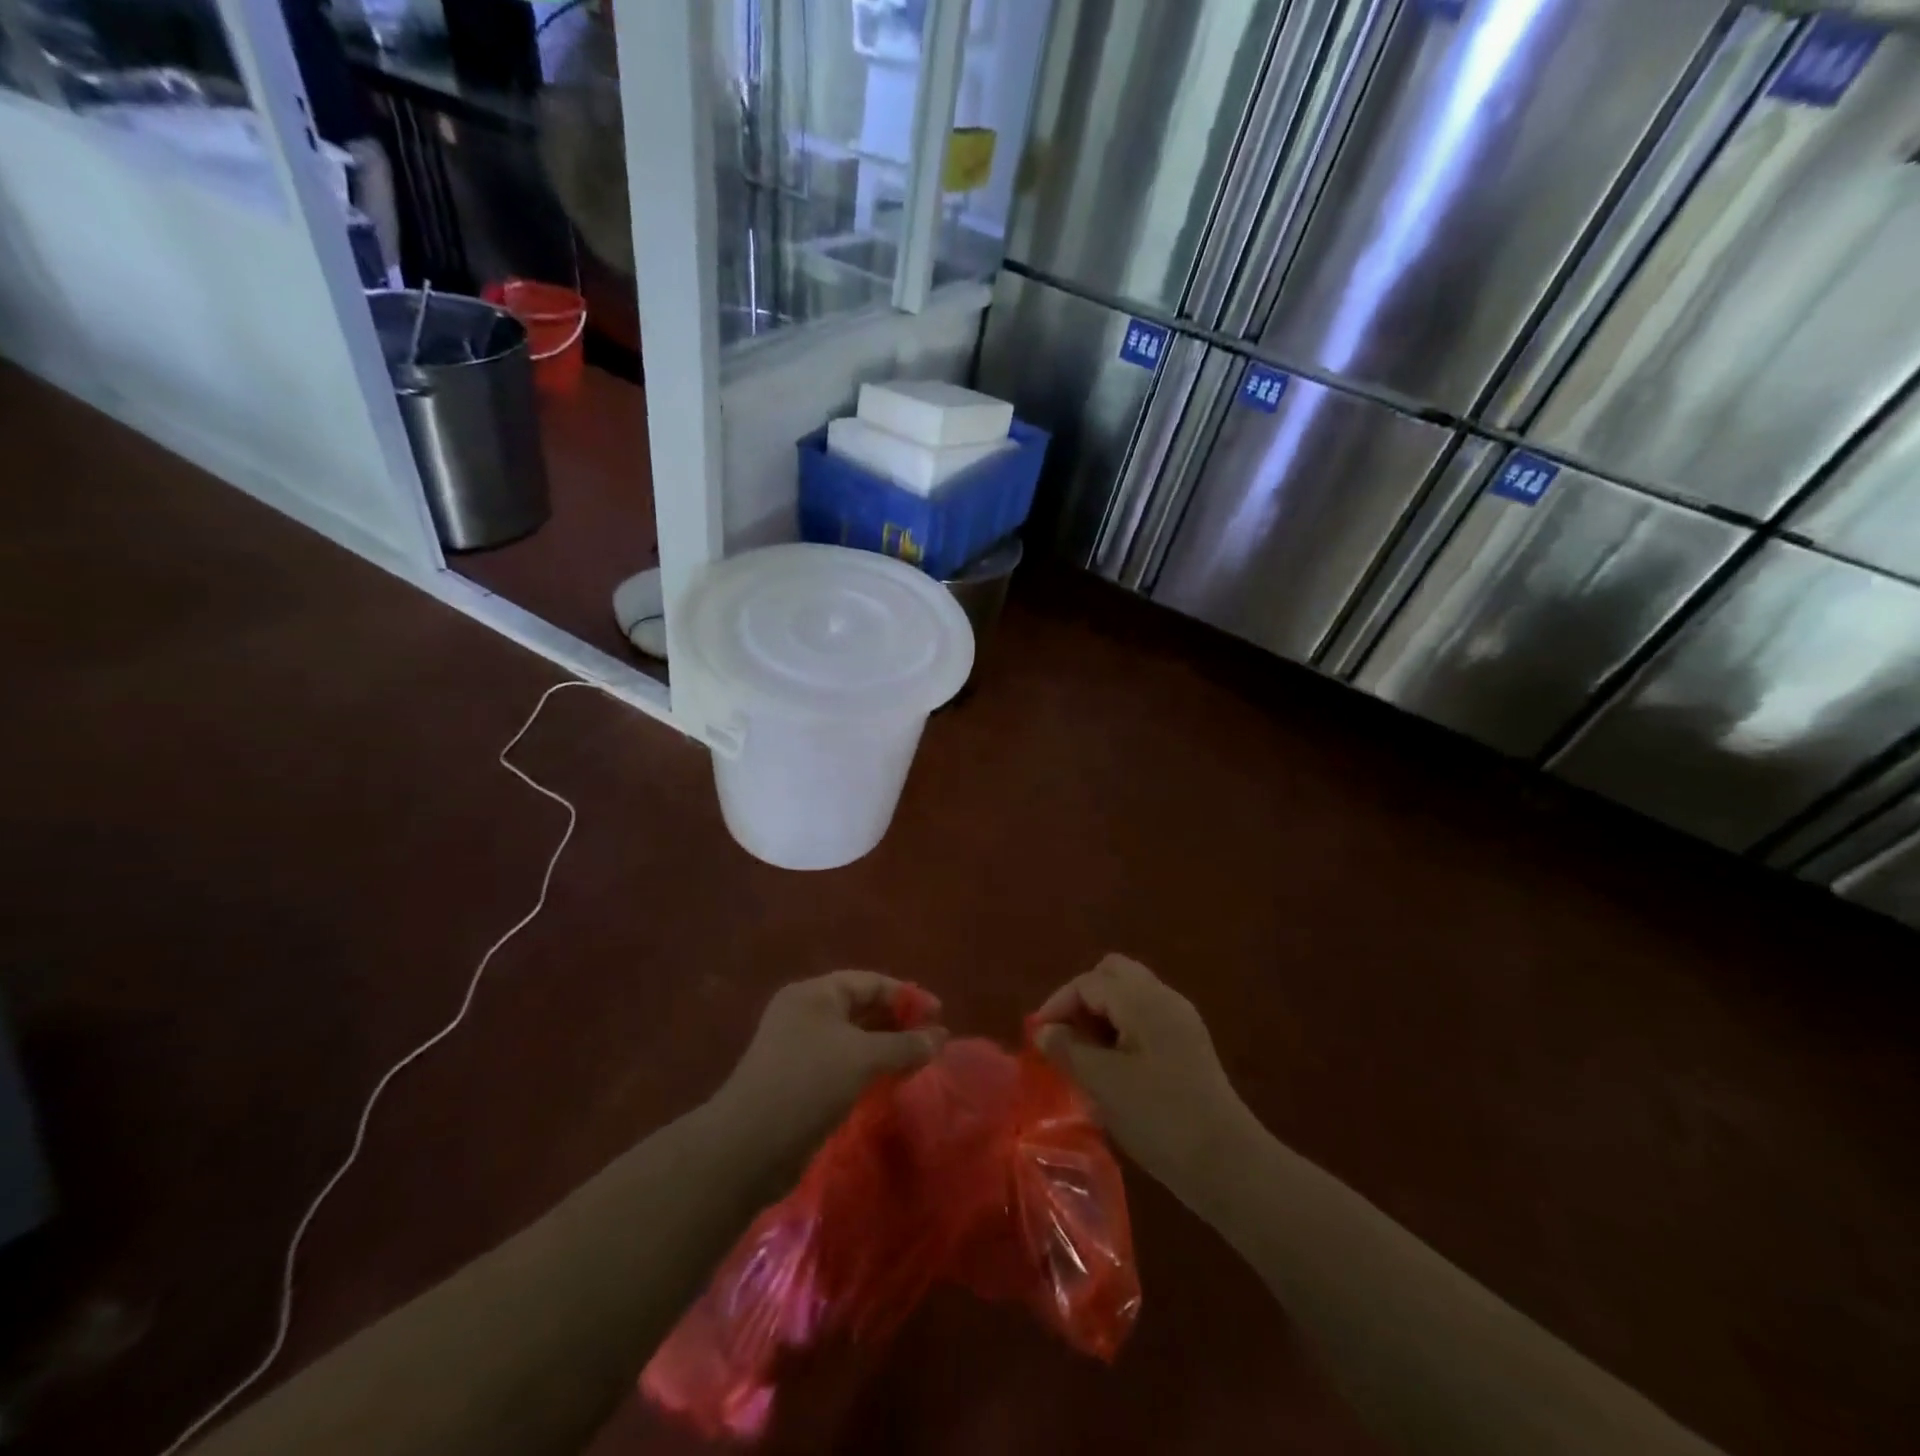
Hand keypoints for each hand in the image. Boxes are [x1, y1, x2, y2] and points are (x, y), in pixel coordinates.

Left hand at [716, 972, 946, 1151]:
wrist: (748, 1146)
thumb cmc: (808, 1084)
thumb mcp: (863, 1058)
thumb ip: (904, 1045)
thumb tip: (939, 1037)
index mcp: (815, 994)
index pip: (869, 982)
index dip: (907, 995)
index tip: (939, 1014)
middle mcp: (805, 1013)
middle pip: (861, 1007)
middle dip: (898, 1021)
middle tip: (932, 1038)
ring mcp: (798, 1047)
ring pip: (853, 1038)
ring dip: (885, 1046)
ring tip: (919, 1060)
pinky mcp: (798, 1080)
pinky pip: (842, 1062)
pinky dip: (868, 1067)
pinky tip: (891, 1081)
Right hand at [1033, 955, 1256, 1196]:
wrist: (1228, 1164)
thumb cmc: (1159, 1117)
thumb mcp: (1103, 1083)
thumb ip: (1067, 1049)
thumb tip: (1043, 1031)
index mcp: (1143, 999)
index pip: (1089, 982)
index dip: (1057, 1004)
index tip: (1037, 1038)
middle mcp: (1164, 998)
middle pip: (1113, 974)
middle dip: (1082, 999)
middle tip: (1064, 1035)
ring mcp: (1180, 1021)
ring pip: (1130, 995)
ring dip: (1101, 1013)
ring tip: (1084, 1054)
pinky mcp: (1188, 1045)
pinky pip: (1145, 1017)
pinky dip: (1121, 1028)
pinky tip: (1113, 1066)